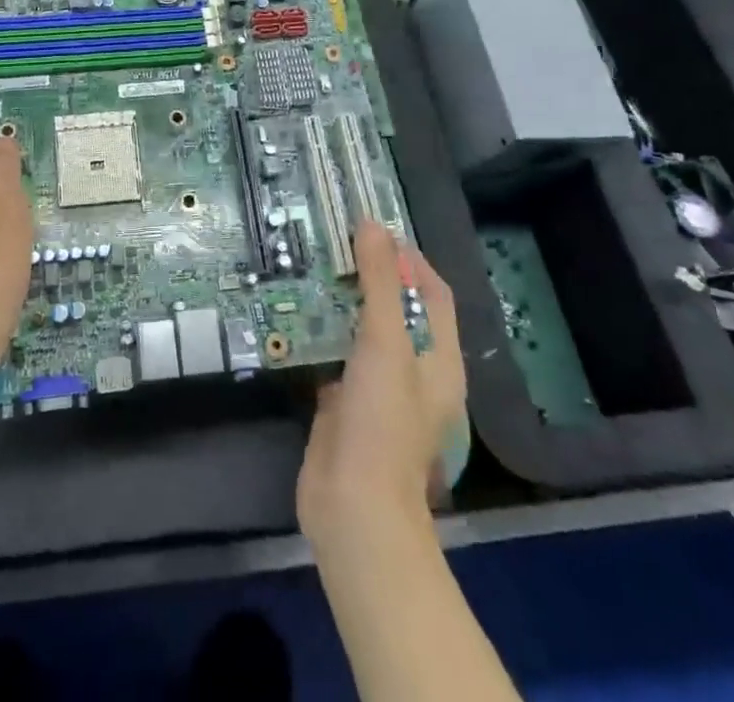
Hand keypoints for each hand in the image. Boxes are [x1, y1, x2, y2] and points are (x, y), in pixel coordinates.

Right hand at [297, 221, 466, 554]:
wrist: (354, 508)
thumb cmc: (382, 422)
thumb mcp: (385, 342)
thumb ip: (380, 283)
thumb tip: (372, 224)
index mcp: (439, 358)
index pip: (433, 293)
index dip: (409, 258)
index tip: (372, 229)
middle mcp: (414, 370)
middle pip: (397, 308)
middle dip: (370, 274)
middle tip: (332, 241)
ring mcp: (378, 388)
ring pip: (363, 330)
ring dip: (341, 300)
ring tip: (309, 265)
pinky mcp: (345, 403)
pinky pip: (335, 354)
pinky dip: (320, 331)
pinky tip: (294, 312)